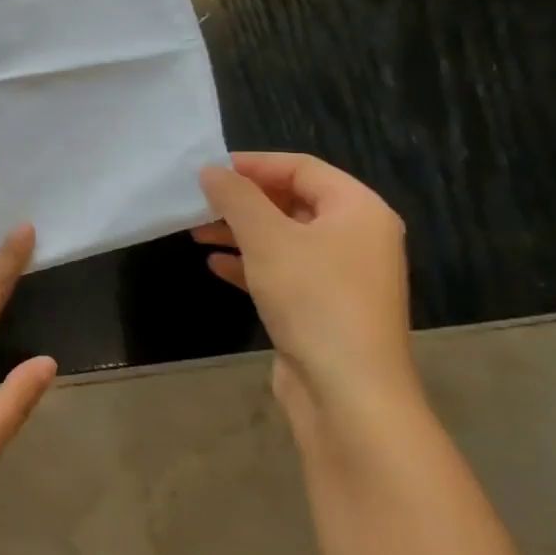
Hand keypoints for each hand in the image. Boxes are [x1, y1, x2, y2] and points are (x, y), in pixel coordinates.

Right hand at [193, 152, 423, 444]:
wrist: (348, 390)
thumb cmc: (313, 299)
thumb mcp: (267, 239)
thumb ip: (236, 198)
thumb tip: (210, 171)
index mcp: (358, 210)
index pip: (303, 168)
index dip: (254, 164)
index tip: (209, 170)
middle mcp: (357, 237)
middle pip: (293, 202)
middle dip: (243, 200)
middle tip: (198, 202)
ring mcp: (343, 275)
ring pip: (285, 238)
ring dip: (241, 231)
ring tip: (197, 232)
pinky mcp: (325, 306)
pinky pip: (284, 270)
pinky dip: (251, 263)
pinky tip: (216, 265)